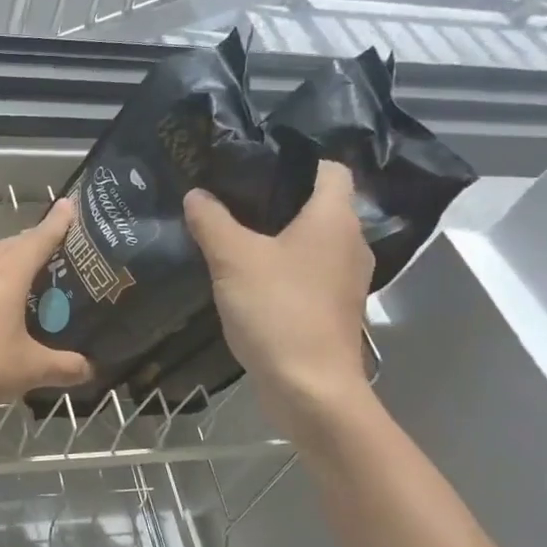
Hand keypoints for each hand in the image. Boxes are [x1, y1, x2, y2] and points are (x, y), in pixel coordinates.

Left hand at [0, 197, 92, 418]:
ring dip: (9, 264)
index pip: (38, 239)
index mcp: (5, 276)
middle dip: (33, 242)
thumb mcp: (28, 370)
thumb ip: (63, 367)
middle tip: (56, 249)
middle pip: (11, 246)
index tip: (70, 205)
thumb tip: (88, 368)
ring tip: (28, 280)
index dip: (57, 223)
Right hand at [184, 160, 373, 434]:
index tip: (254, 162)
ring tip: (234, 234)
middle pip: (319, 205)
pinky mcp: (333, 309)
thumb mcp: (233, 259)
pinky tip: (247, 278)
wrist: (310, 387)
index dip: (295, 158)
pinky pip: (307, 273)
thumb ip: (212, 221)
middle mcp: (350, 243)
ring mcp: (346, 280)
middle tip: (231, 196)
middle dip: (278, 199)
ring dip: (279, 237)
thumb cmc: (278, 310)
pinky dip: (283, 269)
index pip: (329, 167)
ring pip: (312, 242)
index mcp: (334, 218)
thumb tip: (197, 194)